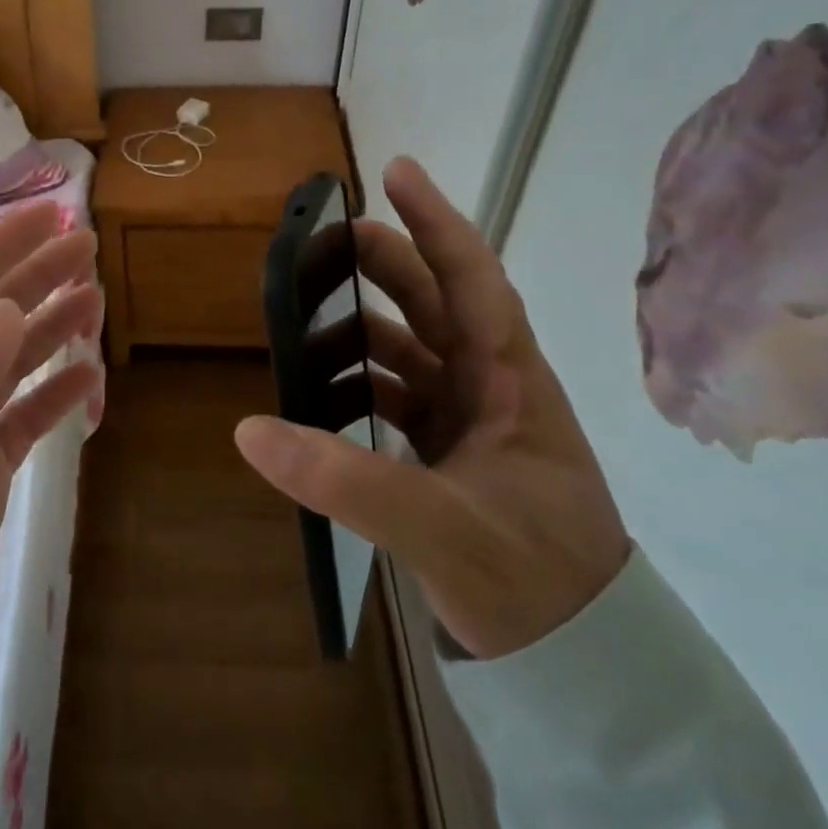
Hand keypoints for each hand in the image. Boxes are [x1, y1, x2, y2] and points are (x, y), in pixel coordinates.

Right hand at [235, 158, 628, 659]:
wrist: (577, 657)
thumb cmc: (532, 581)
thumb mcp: (440, 528)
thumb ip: (347, 479)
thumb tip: (250, 429)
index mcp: (510, 381)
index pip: (473, 279)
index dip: (435, 221)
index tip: (396, 171)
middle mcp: (492, 387)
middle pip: (434, 303)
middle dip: (384, 264)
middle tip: (323, 244)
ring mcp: (471, 420)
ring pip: (411, 349)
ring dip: (362, 328)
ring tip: (305, 324)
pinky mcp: (451, 452)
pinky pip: (397, 396)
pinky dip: (358, 384)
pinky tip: (321, 395)